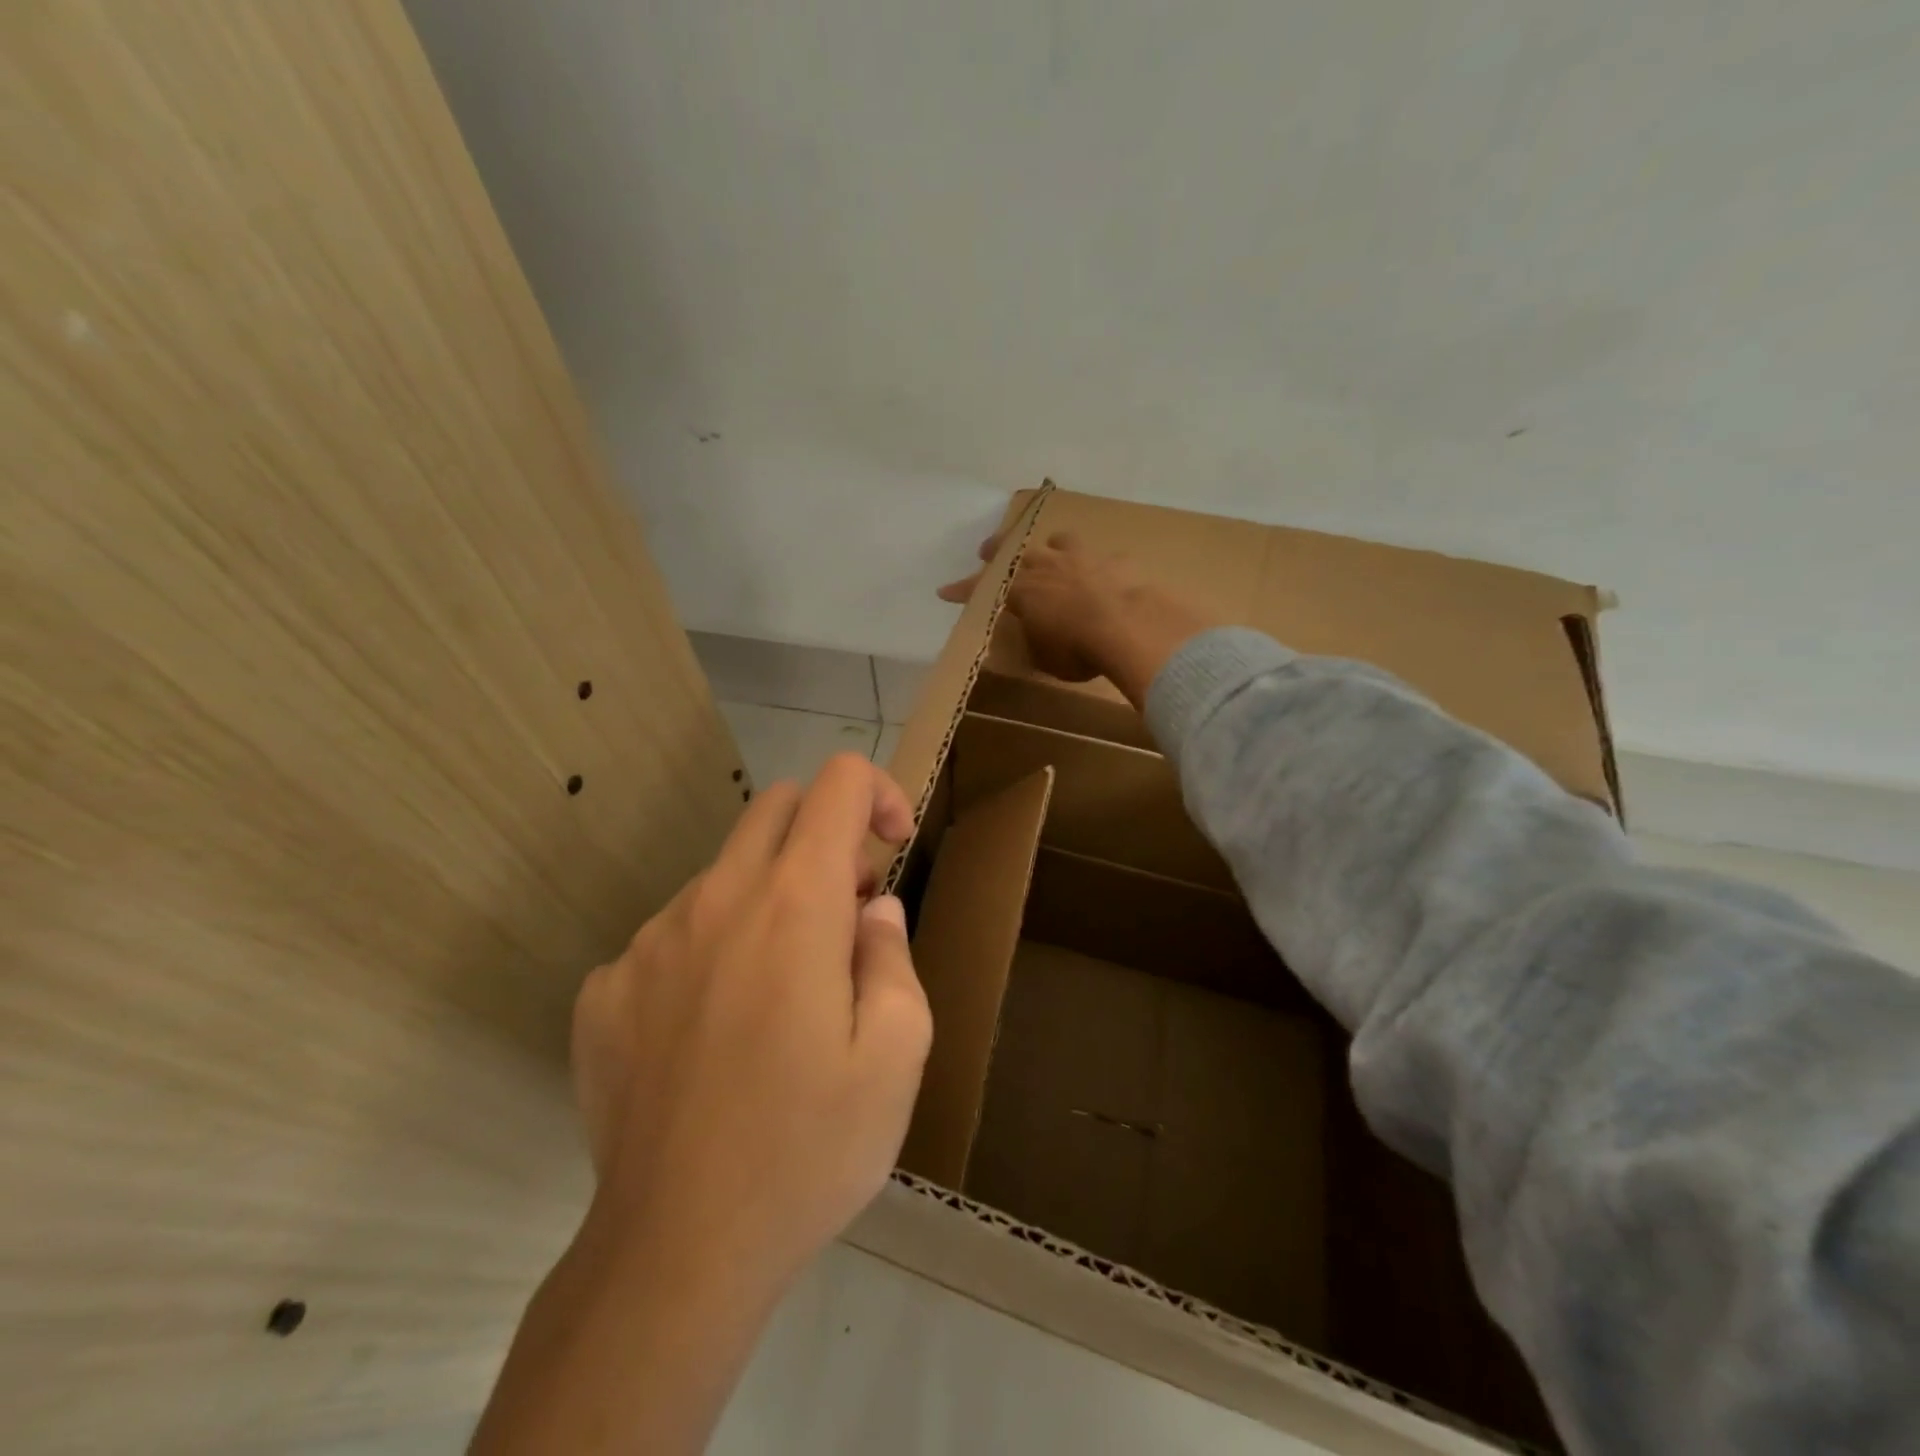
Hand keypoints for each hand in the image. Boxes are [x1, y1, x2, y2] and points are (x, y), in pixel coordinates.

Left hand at [573, 751, 928, 1296]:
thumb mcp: (898, 1054)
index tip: (892, 848)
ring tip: (782, 995)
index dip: (879, 793)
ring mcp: (650, 941)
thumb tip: (873, 911)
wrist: (676, 1250)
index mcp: (794, 904)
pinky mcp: (605, 988)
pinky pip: (673, 935)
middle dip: (825, 834)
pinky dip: (711, 952)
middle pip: (776, 807)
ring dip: (767, 899)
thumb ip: (893, 956)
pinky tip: (716, 1034)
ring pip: (724, 873)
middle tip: (845, 915)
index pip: (838, 783)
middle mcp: (716, 899)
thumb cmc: (810, 1148)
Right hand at [939, 529, 1214, 708]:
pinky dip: (1102, 567)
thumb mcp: (1046, 656)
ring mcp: (1083, 559)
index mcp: (1023, 591)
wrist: (1129, 627)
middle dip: (998, 551)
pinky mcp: (1117, 563)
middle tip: (987, 549)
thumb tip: (1038, 636)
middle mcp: (1048, 567)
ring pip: (1061, 541)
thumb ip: (1037, 639)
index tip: (945, 591)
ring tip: (1052, 548)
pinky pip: (1106, 560)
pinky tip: (1109, 575)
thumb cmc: (1077, 649)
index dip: (963, 590)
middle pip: (1016, 552)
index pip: (984, 588)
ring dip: (1052, 546)